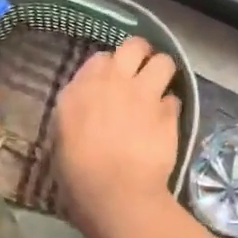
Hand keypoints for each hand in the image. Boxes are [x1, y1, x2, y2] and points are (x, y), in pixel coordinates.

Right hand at [55, 38, 180, 232]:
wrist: (114, 192)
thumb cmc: (77, 172)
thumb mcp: (61, 136)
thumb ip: (77, 110)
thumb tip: (88, 106)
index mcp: (81, 87)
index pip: (101, 58)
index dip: (109, 68)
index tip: (111, 81)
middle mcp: (114, 82)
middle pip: (135, 46)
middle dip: (140, 54)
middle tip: (141, 71)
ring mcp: (144, 94)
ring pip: (164, 62)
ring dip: (162, 72)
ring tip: (159, 87)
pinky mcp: (168, 113)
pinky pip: (175, 98)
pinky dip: (170, 107)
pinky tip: (165, 121)